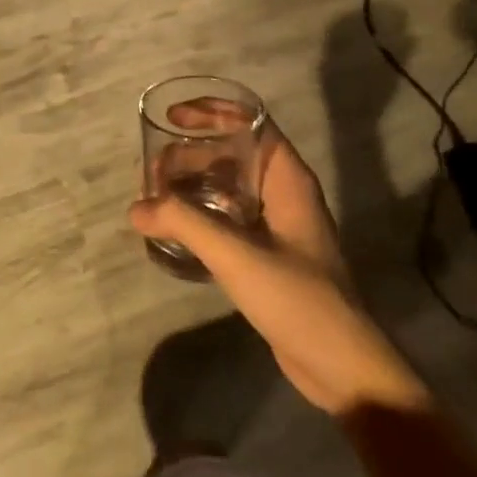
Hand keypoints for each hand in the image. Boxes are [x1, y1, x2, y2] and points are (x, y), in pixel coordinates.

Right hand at [131, 121, 425, 415]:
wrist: (339, 364)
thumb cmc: (297, 297)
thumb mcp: (236, 254)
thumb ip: (184, 224)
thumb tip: (136, 207)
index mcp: (288, 180)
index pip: (253, 124)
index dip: (214, 112)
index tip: (174, 116)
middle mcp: (284, 194)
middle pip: (234, 154)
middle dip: (192, 153)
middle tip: (153, 169)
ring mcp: (278, 226)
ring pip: (229, 186)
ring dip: (193, 183)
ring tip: (156, 195)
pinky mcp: (268, 254)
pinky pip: (228, 217)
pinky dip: (201, 212)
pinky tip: (176, 228)